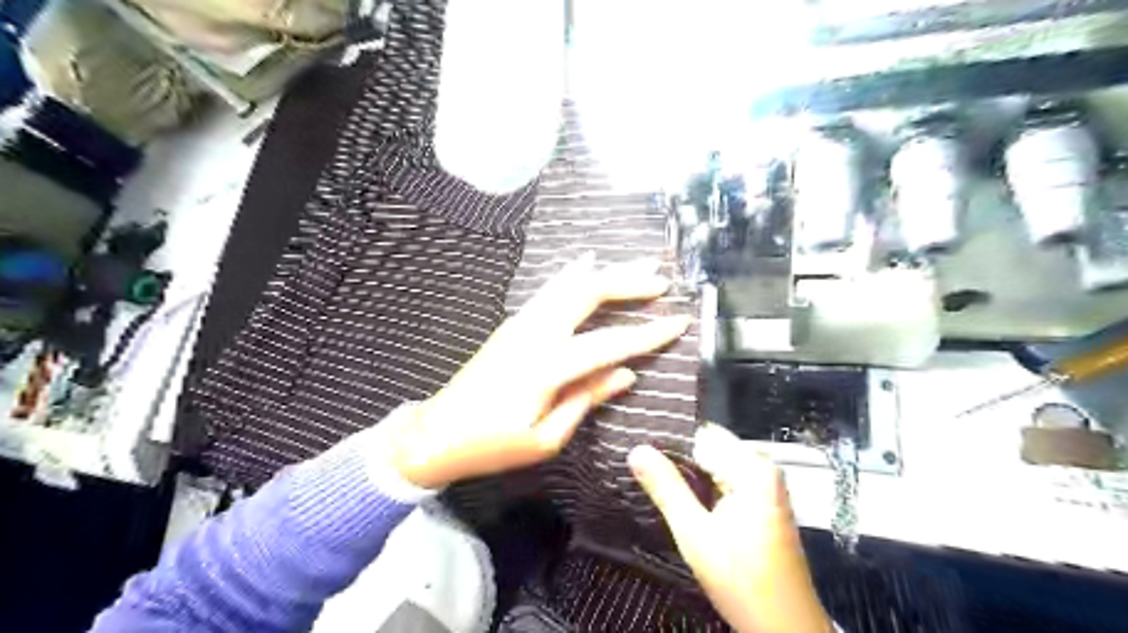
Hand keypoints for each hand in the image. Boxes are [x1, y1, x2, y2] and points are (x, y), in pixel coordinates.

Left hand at [386, 251, 687, 488]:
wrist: (437, 433)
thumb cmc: (492, 445)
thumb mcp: (545, 438)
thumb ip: (586, 399)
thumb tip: (627, 374)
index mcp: (546, 366)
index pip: (610, 344)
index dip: (648, 333)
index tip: (679, 322)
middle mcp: (534, 333)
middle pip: (587, 293)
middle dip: (628, 282)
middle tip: (661, 280)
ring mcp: (520, 322)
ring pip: (568, 283)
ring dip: (605, 272)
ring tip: (636, 264)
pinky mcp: (512, 323)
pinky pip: (550, 290)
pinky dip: (573, 275)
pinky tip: (586, 263)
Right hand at [632, 426, 829, 631]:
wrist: (785, 627)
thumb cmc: (742, 581)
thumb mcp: (695, 535)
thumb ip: (666, 488)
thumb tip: (636, 450)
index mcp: (752, 468)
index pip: (700, 434)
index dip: (667, 439)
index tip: (636, 444)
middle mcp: (763, 467)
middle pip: (708, 446)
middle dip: (675, 456)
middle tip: (639, 464)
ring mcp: (765, 483)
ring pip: (714, 462)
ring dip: (686, 471)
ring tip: (651, 477)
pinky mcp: (761, 498)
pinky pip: (724, 476)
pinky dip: (701, 484)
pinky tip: (678, 494)